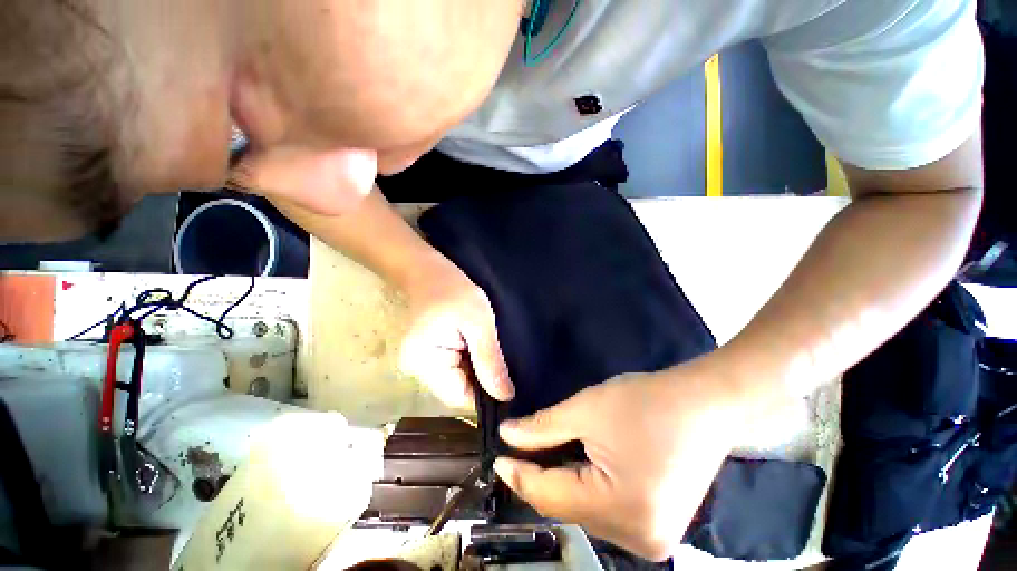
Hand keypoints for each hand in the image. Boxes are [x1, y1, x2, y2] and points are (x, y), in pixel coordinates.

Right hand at [397, 257, 513, 407]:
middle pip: (458, 391)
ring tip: (497, 361)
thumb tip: (506, 396)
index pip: (459, 397)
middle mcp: (418, 370)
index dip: (485, 396)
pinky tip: (483, 354)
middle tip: (508, 371)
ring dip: (478, 373)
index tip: (510, 388)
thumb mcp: (479, 323)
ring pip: (458, 381)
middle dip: (484, 384)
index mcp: (424, 362)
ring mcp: (422, 364)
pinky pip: (454, 370)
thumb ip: (490, 361)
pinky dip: (471, 365)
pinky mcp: (430, 356)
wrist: (430, 271)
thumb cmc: (454, 290)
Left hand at [493, 357, 757, 560]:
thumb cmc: (645, 401)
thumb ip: (543, 427)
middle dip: (539, 480)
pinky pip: (606, 512)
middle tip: (517, 454)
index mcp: (624, 512)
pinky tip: (575, 467)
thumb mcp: (587, 409)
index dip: (519, 475)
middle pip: (569, 509)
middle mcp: (640, 539)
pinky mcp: (659, 525)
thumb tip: (508, 437)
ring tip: (541, 458)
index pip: (551, 497)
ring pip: (586, 513)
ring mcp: (653, 537)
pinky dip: (585, 489)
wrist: (704, 402)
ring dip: (561, 485)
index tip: (497, 458)